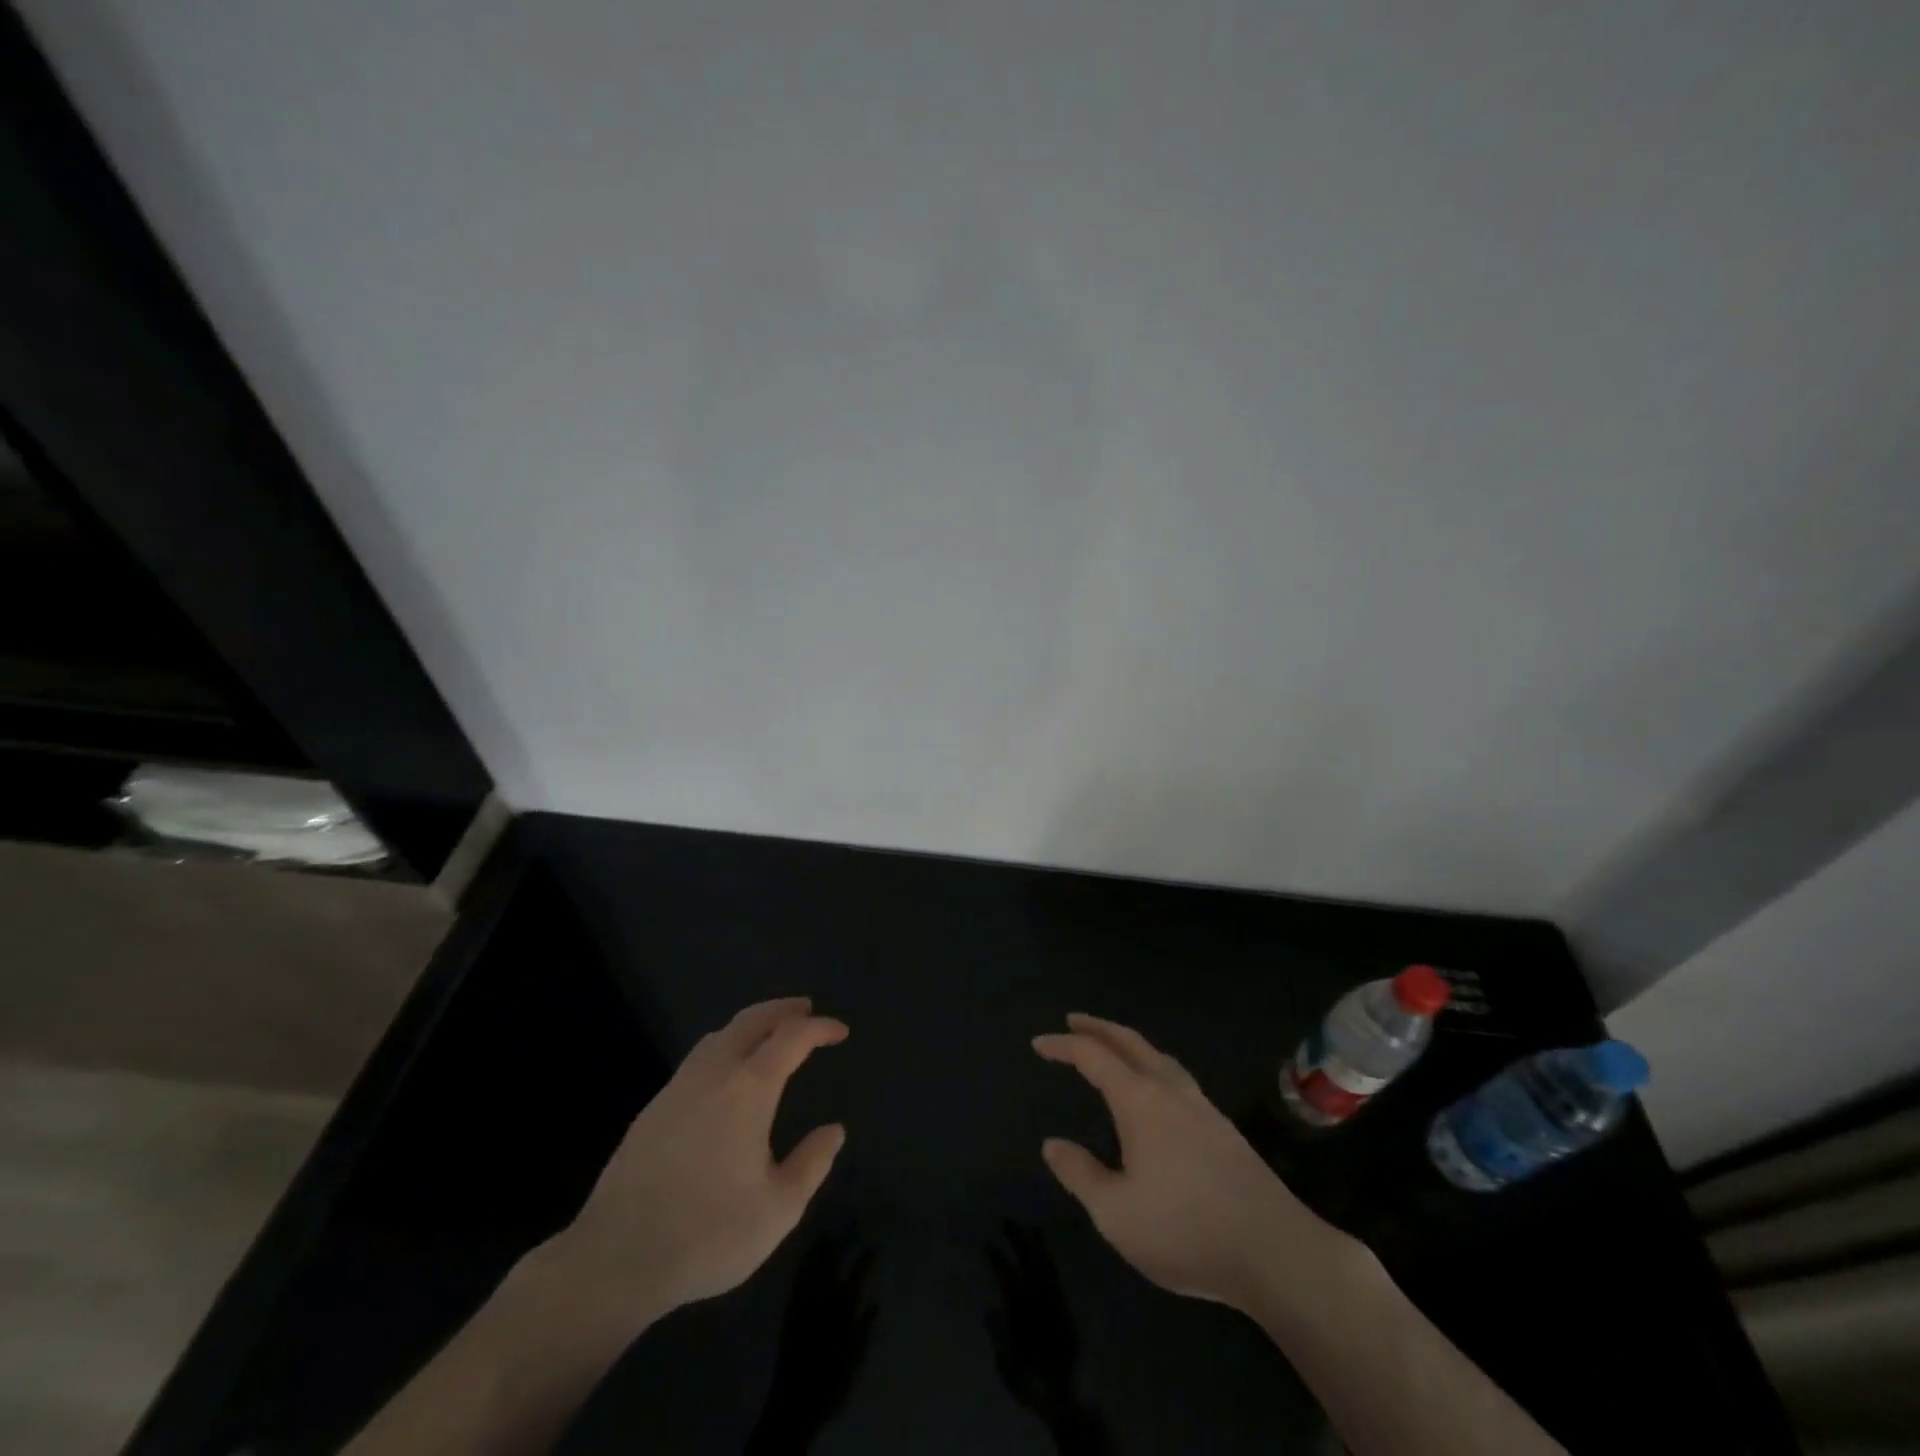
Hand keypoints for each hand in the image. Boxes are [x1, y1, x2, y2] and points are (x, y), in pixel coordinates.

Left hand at [550, 996, 848, 1334]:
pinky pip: (698, 1060)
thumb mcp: (778, 1210)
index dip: (819, 1028)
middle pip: (751, 1020)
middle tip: (806, 1010)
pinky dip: (724, 1048)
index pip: (791, 1037)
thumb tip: (834, 1130)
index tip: (839, 1032)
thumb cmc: (707, 1234)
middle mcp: (713, 1074)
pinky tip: (727, 1076)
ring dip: (750, 1025)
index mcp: (748, 1090)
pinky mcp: (652, 1109)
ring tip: (769, 1036)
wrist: (615, 1260)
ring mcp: (677, 1088)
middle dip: (782, 1010)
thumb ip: (812, 1164)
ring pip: (719, 1036)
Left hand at [746, 1228, 877, 1453]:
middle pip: (833, 1263)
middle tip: (850, 1223)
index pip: (857, 1276)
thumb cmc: (829, 1384)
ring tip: (828, 1232)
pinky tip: (807, 1255)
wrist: (793, 1405)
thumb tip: (875, 1304)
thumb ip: (864, 1330)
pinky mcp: (789, 1310)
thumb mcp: (854, 1360)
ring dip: (822, 1248)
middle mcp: (823, 1300)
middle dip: (842, 1240)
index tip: (873, 1244)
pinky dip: (805, 1262)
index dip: (865, 1259)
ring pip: (814, 1266)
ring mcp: (803, 1303)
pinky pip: (798, 1278)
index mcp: (842, 1310)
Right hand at [986, 1222, 1110, 1455]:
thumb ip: (999, 1336)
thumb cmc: (1035, 1383)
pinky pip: (1057, 1274)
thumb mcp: (1009, 1366)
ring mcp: (1056, 1300)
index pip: (1007, 1275)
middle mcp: (1040, 1298)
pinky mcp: (1067, 1306)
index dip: (997, 1258)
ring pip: (1044, 1263)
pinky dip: (1050, 1258)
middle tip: (1007, 1219)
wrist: (1071, 1397)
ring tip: (1029, 1226)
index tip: (988, 1242)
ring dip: (1036, 1244)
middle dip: (1018, 1238)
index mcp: (1023, 1310)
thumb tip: (988, 1309)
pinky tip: (1046, 1251)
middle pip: (1028, 1261)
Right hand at [1034, 1013, 1339, 1313]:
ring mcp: (1202, 1106)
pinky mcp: (1224, 1128)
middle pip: (1130, 1042)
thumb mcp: (1116, 1213)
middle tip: (1073, 1020)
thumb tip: (1052, 1144)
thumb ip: (1080, 1174)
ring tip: (1113, 1048)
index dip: (1063, 1045)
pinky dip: (1152, 1064)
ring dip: (1129, 1043)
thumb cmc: (1186, 1230)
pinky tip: (1156, 1090)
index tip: (1039, 1043)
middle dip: (1098, 1027)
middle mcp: (1171, 1090)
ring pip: (1158, 1056)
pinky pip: (1177, 1076)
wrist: (1276, 1251)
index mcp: (1140, 1101)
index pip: (1093, 1056)